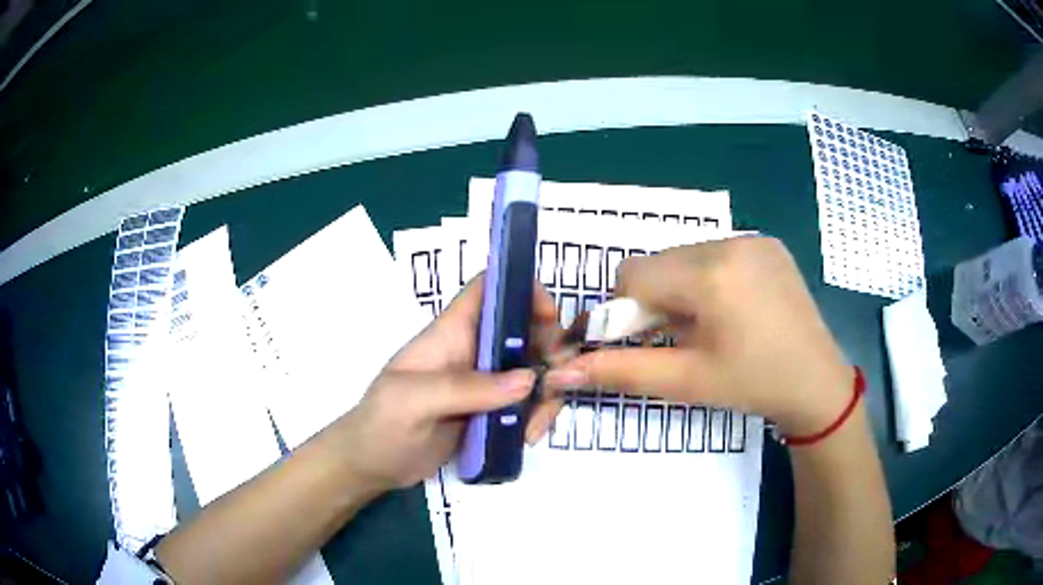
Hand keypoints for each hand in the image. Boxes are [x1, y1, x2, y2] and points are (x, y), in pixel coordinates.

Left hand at [322, 276, 560, 492]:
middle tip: (556, 382)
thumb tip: (529, 379)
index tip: (550, 317)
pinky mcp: (491, 412)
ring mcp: (484, 384)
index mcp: (451, 333)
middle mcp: (473, 352)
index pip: (488, 289)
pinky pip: (527, 403)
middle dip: (549, 349)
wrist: (371, 466)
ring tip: (533, 427)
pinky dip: (537, 416)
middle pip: (524, 328)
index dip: (521, 288)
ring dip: (547, 392)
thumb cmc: (381, 423)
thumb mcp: (413, 401)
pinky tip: (527, 438)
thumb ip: (466, 388)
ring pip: (533, 369)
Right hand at [544, 236, 852, 435]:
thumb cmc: (751, 385)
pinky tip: (730, 309)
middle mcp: (731, 243)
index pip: (634, 274)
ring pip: (685, 256)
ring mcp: (753, 239)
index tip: (638, 340)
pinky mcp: (767, 244)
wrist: (816, 383)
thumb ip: (621, 371)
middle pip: (659, 262)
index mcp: (711, 276)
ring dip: (680, 287)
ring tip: (706, 325)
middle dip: (653, 298)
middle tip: (675, 336)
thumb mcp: (685, 381)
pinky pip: (716, 252)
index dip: (623, 310)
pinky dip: (707, 278)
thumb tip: (563, 371)